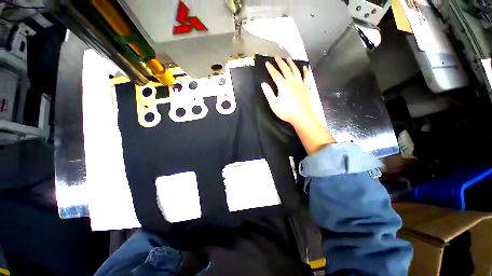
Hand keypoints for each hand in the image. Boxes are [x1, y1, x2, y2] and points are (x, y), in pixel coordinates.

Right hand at [262, 56, 335, 153]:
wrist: (302, 116)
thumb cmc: (287, 112)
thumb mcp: (274, 104)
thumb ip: (268, 93)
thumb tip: (263, 84)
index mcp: (283, 85)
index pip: (275, 74)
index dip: (271, 68)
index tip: (267, 62)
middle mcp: (291, 82)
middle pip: (285, 69)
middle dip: (280, 62)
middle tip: (277, 56)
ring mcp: (300, 84)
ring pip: (296, 71)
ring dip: (292, 64)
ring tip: (289, 58)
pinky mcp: (306, 87)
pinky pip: (307, 77)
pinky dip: (306, 71)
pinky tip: (305, 67)